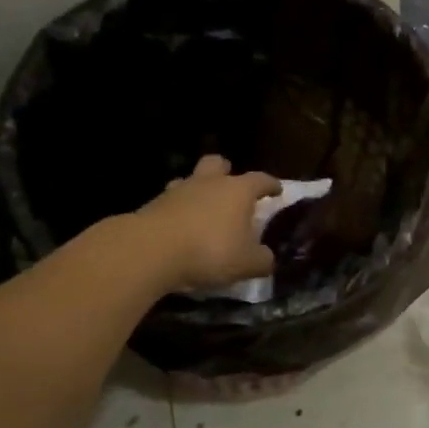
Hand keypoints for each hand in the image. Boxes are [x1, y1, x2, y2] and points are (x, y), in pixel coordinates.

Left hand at [137, 155, 281, 291]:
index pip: (260, 180)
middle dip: (226, 171)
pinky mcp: (153, 205)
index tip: (277, 190)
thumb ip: (262, 260)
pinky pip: (170, 202)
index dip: (271, 184)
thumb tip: (267, 258)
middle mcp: (209, 183)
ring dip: (197, 190)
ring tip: (201, 208)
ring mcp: (178, 191)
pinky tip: (179, 227)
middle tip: (230, 186)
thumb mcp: (246, 263)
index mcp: (238, 190)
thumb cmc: (209, 250)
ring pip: (190, 180)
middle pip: (218, 164)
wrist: (151, 250)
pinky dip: (177, 210)